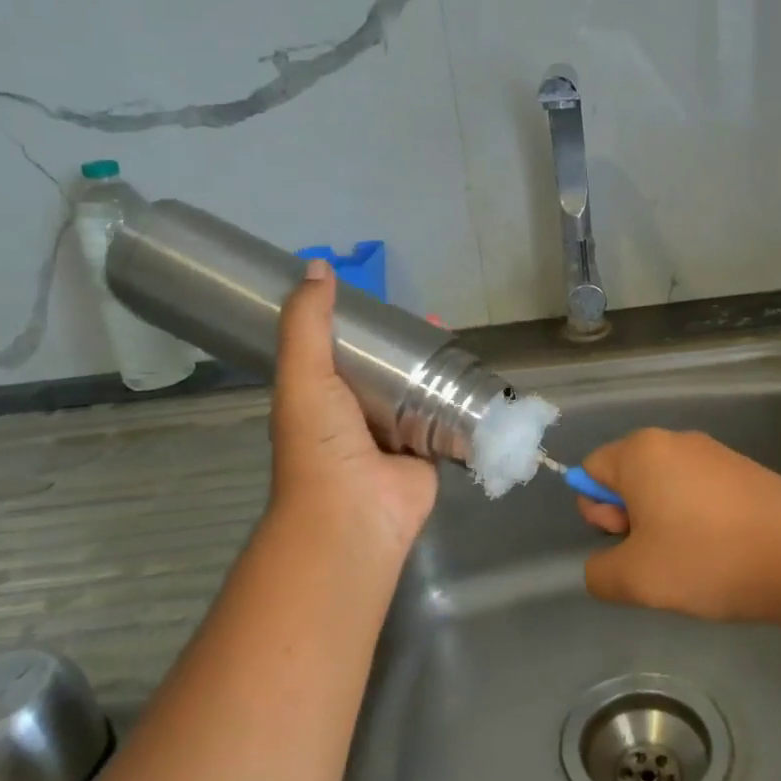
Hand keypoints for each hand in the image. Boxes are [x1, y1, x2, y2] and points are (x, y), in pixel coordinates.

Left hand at [268, 261, 437, 566]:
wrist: (353, 514)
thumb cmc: (320, 443)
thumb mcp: (303, 374)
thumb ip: (307, 323)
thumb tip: (318, 266)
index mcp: (323, 396)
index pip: (343, 350)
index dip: (362, 326)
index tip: (385, 303)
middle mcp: (358, 414)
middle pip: (388, 369)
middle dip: (408, 345)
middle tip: (433, 320)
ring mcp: (396, 435)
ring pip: (420, 391)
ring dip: (437, 369)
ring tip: (456, 340)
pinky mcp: (430, 452)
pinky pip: (447, 419)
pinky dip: (461, 401)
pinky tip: (478, 378)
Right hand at [575, 429, 780, 625]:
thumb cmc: (709, 559)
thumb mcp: (635, 580)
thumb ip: (599, 572)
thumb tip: (601, 567)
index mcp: (641, 451)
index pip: (591, 471)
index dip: (597, 512)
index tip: (628, 543)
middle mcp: (676, 440)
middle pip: (629, 476)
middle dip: (631, 517)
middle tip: (657, 556)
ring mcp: (717, 453)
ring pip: (667, 486)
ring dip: (665, 521)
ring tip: (693, 560)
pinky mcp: (748, 471)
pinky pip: (703, 492)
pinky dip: (700, 519)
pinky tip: (723, 553)